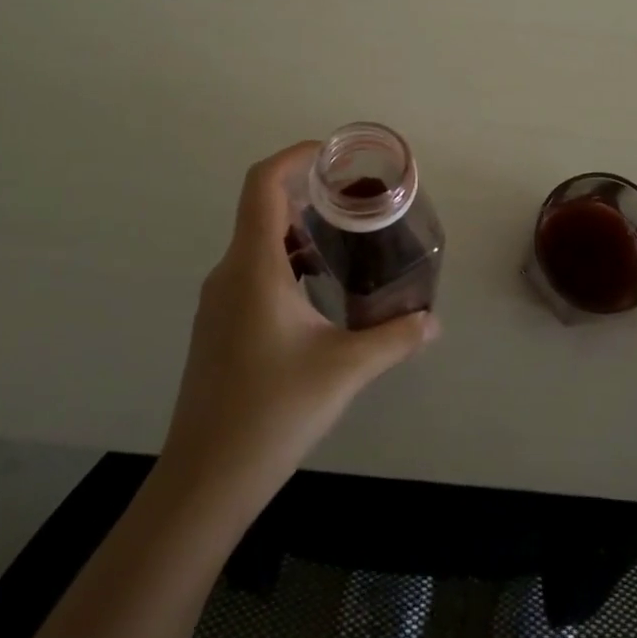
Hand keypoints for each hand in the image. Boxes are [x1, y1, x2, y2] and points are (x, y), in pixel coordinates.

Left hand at [160, 142, 439, 505]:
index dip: (294, 157)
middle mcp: (230, 273)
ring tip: (346, 242)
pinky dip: (287, 261)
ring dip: (300, 231)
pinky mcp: (218, 327)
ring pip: (258, 243)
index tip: (333, 155)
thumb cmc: (272, 412)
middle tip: (357, 200)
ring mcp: (219, 301)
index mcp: (254, 267)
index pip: (262, 184)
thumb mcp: (345, 369)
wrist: (204, 482)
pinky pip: (253, 272)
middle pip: (263, 209)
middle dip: (310, 194)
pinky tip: (320, 292)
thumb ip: (395, 338)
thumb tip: (433, 321)